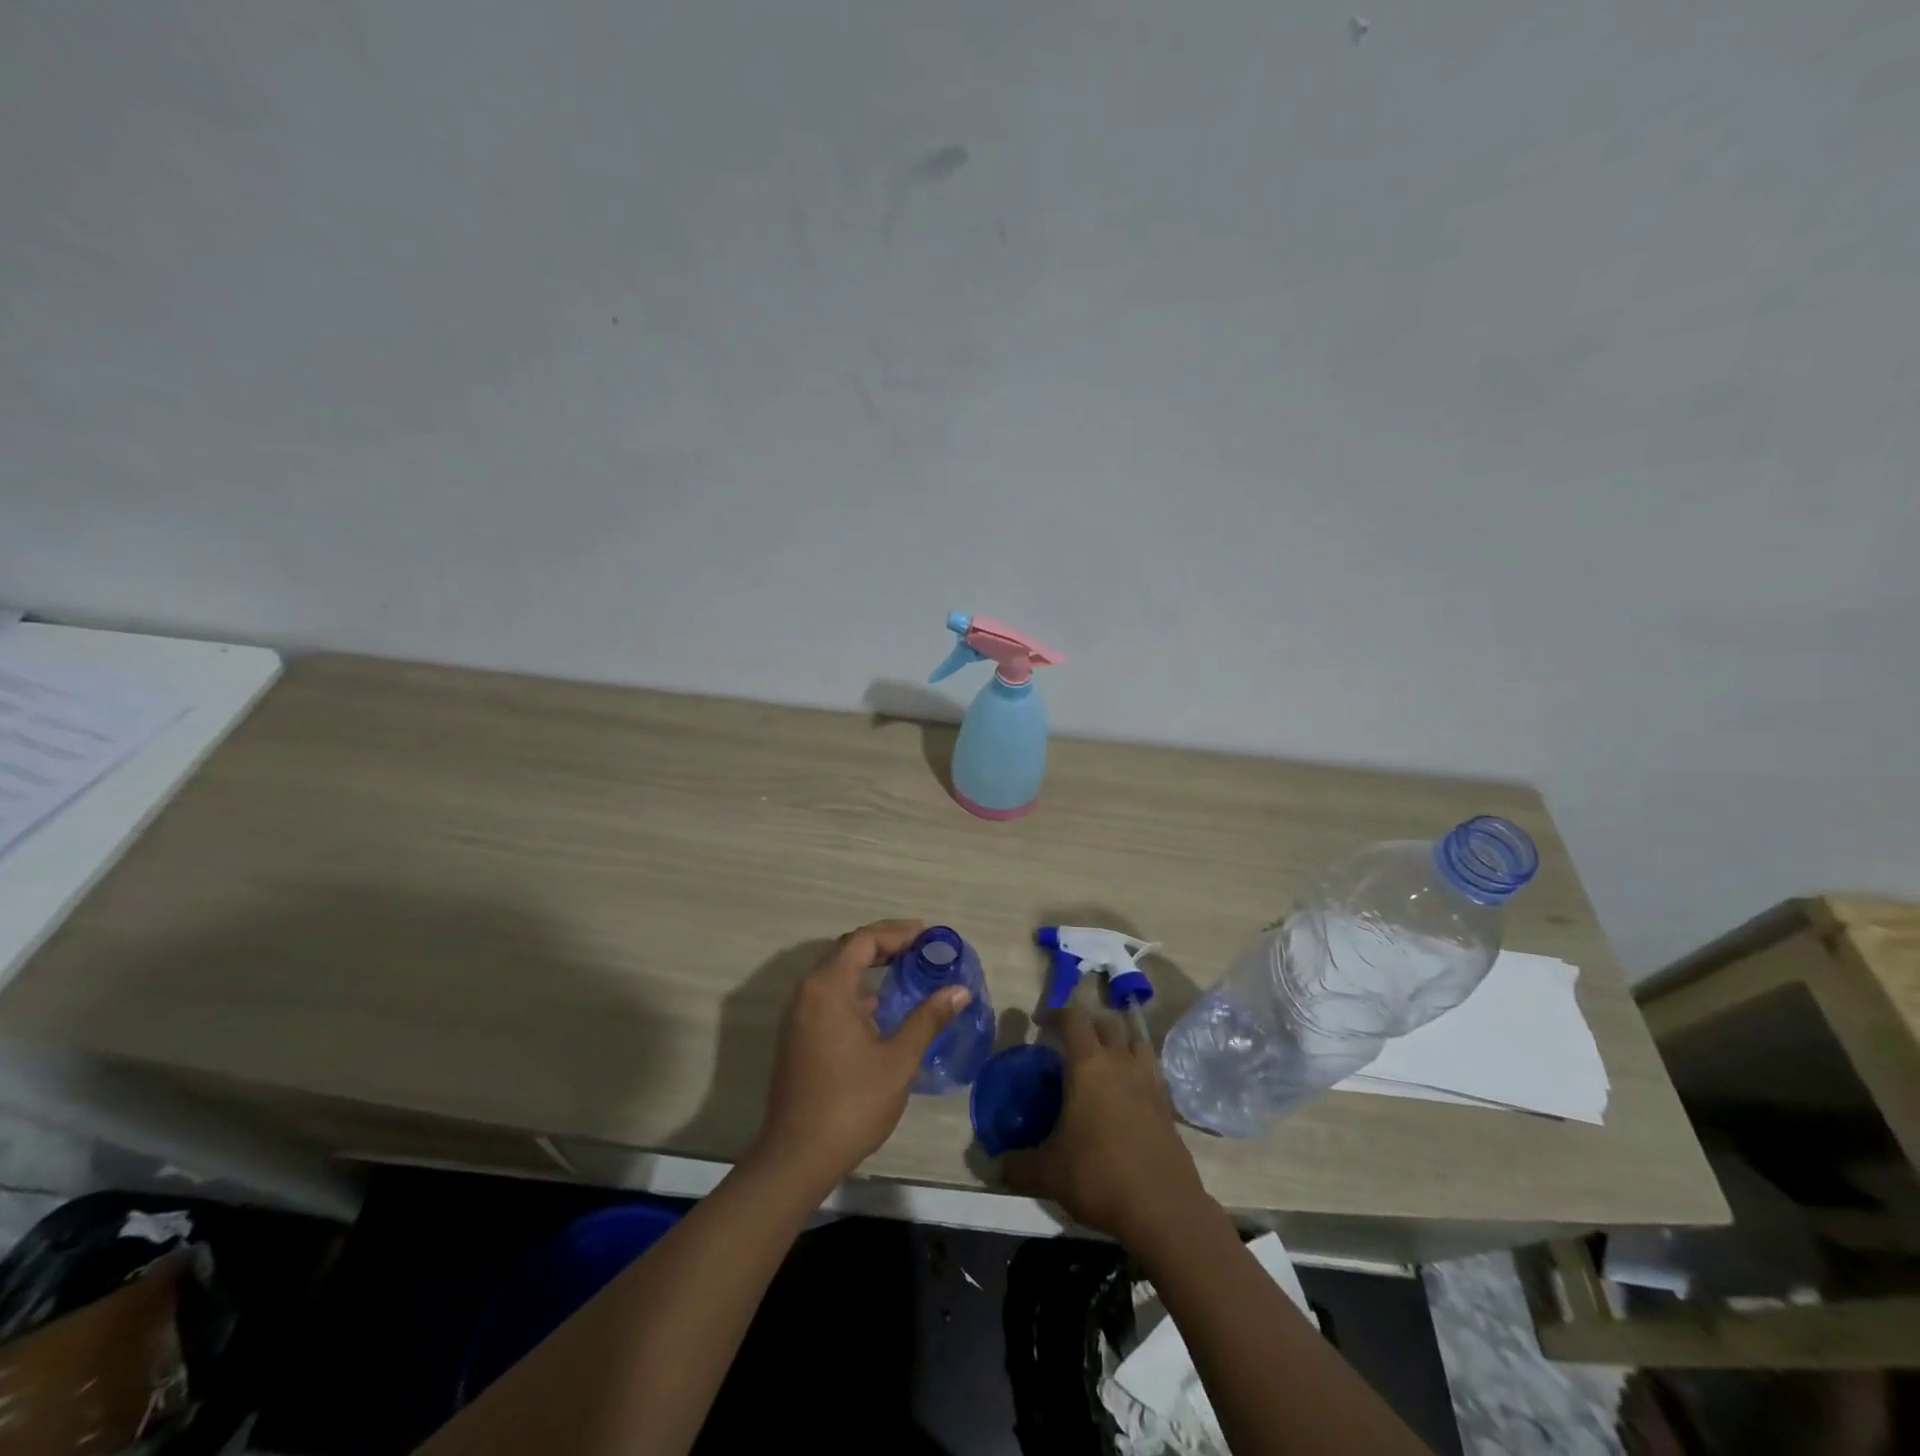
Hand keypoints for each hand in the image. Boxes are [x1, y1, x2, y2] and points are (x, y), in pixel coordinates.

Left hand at [749, 920, 970, 1192]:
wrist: (797, 1157)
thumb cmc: (851, 1103)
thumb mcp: (898, 1060)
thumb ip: (928, 1019)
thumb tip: (959, 990)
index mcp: (828, 987)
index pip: (863, 941)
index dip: (897, 932)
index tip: (927, 934)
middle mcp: (807, 991)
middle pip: (847, 951)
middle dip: (884, 945)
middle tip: (920, 948)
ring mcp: (798, 1014)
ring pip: (836, 974)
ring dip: (869, 967)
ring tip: (906, 971)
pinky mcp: (797, 1035)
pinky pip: (828, 995)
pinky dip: (856, 990)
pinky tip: (880, 1009)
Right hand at [1004, 1006, 1212, 1245]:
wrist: (1162, 1208)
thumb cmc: (1098, 1175)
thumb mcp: (1048, 1172)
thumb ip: (1019, 1164)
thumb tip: (996, 1164)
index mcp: (1089, 1065)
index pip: (1074, 1019)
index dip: (1056, 1013)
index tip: (1041, 1022)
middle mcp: (1121, 1063)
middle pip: (1107, 1024)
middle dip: (1087, 1025)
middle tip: (1070, 1043)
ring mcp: (1149, 1082)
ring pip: (1135, 1042)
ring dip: (1118, 1042)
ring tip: (1103, 1061)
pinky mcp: (1167, 1105)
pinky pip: (1150, 1072)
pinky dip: (1136, 1071)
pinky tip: (1126, 1095)